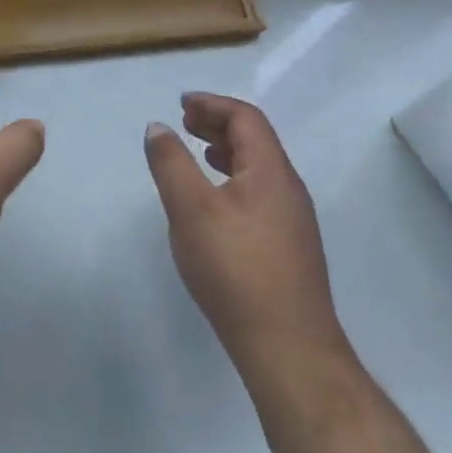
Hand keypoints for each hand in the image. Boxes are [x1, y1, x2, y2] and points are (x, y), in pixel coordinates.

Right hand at [144, 93, 351, 372]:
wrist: (289, 349)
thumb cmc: (236, 270)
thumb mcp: (191, 210)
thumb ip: (171, 163)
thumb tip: (159, 127)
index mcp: (271, 171)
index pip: (246, 118)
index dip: (213, 104)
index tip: (181, 103)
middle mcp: (288, 188)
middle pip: (256, 140)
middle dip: (218, 123)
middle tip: (184, 122)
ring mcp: (293, 220)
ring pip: (258, 168)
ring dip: (226, 151)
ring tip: (196, 153)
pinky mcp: (289, 247)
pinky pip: (259, 192)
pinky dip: (233, 178)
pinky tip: (214, 203)